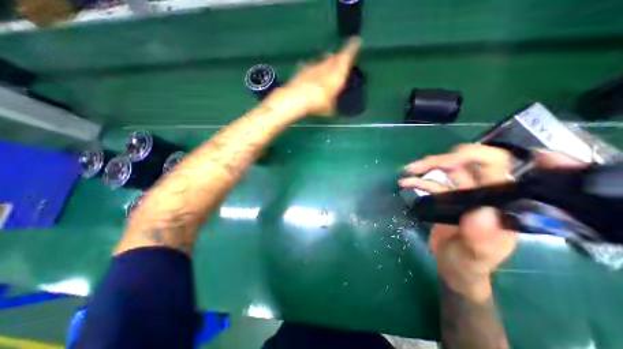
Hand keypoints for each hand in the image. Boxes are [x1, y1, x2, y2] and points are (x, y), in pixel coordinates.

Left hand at [270, 37, 362, 115]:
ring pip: (323, 61)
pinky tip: (312, 76)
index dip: (352, 48)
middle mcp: (326, 65)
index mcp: (338, 72)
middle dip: (339, 57)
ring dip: (326, 63)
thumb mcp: (330, 109)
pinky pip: (311, 67)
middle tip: (341, 59)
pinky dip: (314, 70)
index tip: (356, 41)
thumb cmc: (318, 103)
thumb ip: (334, 104)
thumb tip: (335, 106)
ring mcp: (314, 66)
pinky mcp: (303, 69)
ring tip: (327, 68)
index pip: (347, 55)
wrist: (297, 98)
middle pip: (334, 57)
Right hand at [399, 145, 589, 299]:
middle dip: (442, 160)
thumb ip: (480, 238)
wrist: (454, 267)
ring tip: (408, 171)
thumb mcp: (475, 256)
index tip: (451, 156)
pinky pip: (432, 183)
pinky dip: (418, 181)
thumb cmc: (469, 264)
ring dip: (426, 167)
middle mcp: (483, 192)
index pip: (496, 167)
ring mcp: (463, 194)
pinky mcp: (447, 198)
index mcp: (499, 202)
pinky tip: (405, 183)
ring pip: (447, 170)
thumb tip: (480, 210)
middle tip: (418, 166)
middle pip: (466, 163)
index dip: (478, 154)